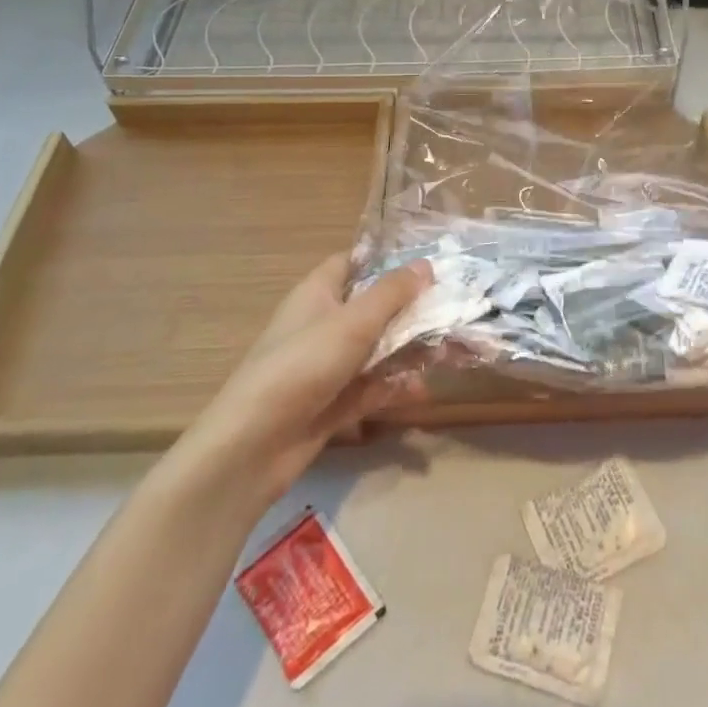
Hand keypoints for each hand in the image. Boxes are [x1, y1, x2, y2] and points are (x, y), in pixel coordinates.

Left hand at [180, 254, 432, 508]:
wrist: (252, 447)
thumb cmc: (302, 365)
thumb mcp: (353, 322)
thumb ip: (392, 293)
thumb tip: (426, 265)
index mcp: (318, 293)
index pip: (353, 262)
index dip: (386, 259)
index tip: (427, 263)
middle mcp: (322, 324)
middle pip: (373, 308)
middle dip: (412, 310)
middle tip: (454, 311)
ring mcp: (326, 366)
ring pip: (377, 349)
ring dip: (410, 350)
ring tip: (452, 352)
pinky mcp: (332, 403)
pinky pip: (371, 386)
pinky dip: (395, 386)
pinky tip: (423, 389)